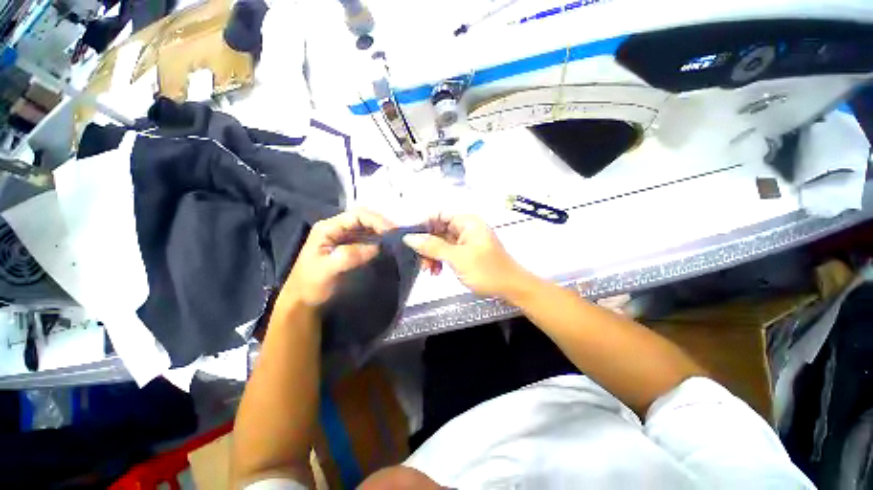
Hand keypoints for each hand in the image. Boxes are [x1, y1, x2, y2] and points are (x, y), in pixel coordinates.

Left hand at [280, 209, 393, 307]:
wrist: (304, 301)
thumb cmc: (311, 285)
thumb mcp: (327, 270)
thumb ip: (350, 256)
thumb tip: (377, 247)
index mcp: (328, 228)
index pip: (357, 215)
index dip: (376, 220)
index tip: (393, 231)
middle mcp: (337, 228)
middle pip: (364, 218)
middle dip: (382, 224)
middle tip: (399, 234)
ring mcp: (344, 237)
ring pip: (368, 228)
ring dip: (382, 231)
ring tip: (397, 239)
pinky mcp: (350, 247)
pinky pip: (368, 238)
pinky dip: (379, 240)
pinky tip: (388, 245)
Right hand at [402, 214, 527, 297]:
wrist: (511, 288)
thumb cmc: (488, 270)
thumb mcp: (457, 258)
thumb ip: (432, 246)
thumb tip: (410, 237)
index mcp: (467, 221)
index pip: (438, 214)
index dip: (423, 224)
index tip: (411, 239)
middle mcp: (466, 227)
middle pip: (438, 229)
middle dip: (427, 244)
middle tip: (420, 260)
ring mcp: (466, 240)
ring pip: (441, 242)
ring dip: (432, 254)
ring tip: (429, 269)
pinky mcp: (466, 252)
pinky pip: (447, 251)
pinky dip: (440, 260)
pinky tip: (437, 271)